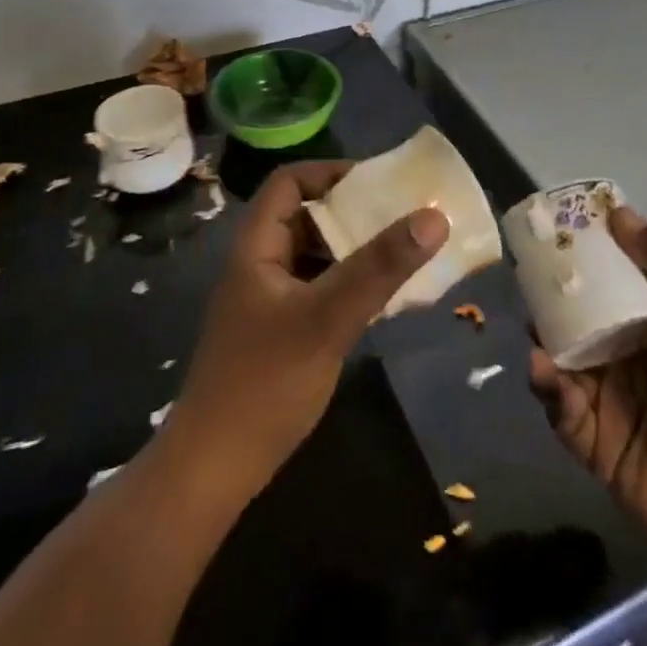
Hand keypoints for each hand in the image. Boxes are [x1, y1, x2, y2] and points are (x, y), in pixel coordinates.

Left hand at [170, 161, 448, 494]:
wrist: (213, 472)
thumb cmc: (264, 382)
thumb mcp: (327, 318)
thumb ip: (379, 268)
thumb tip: (433, 216)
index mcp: (258, 246)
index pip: (289, 182)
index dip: (330, 173)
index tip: (377, 183)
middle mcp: (261, 264)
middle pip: (307, 216)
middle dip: (353, 211)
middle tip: (402, 214)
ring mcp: (269, 300)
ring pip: (316, 255)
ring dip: (355, 249)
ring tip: (402, 251)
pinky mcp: (281, 332)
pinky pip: (321, 289)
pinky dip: (350, 283)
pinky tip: (382, 298)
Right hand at [527, 207, 646, 571]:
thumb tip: (619, 213)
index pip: (605, 278)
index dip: (580, 254)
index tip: (552, 228)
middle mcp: (620, 352)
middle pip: (571, 315)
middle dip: (547, 296)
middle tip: (527, 278)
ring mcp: (603, 394)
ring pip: (557, 356)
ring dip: (541, 339)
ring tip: (533, 329)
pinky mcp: (589, 437)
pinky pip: (558, 405)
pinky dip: (547, 386)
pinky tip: (545, 371)